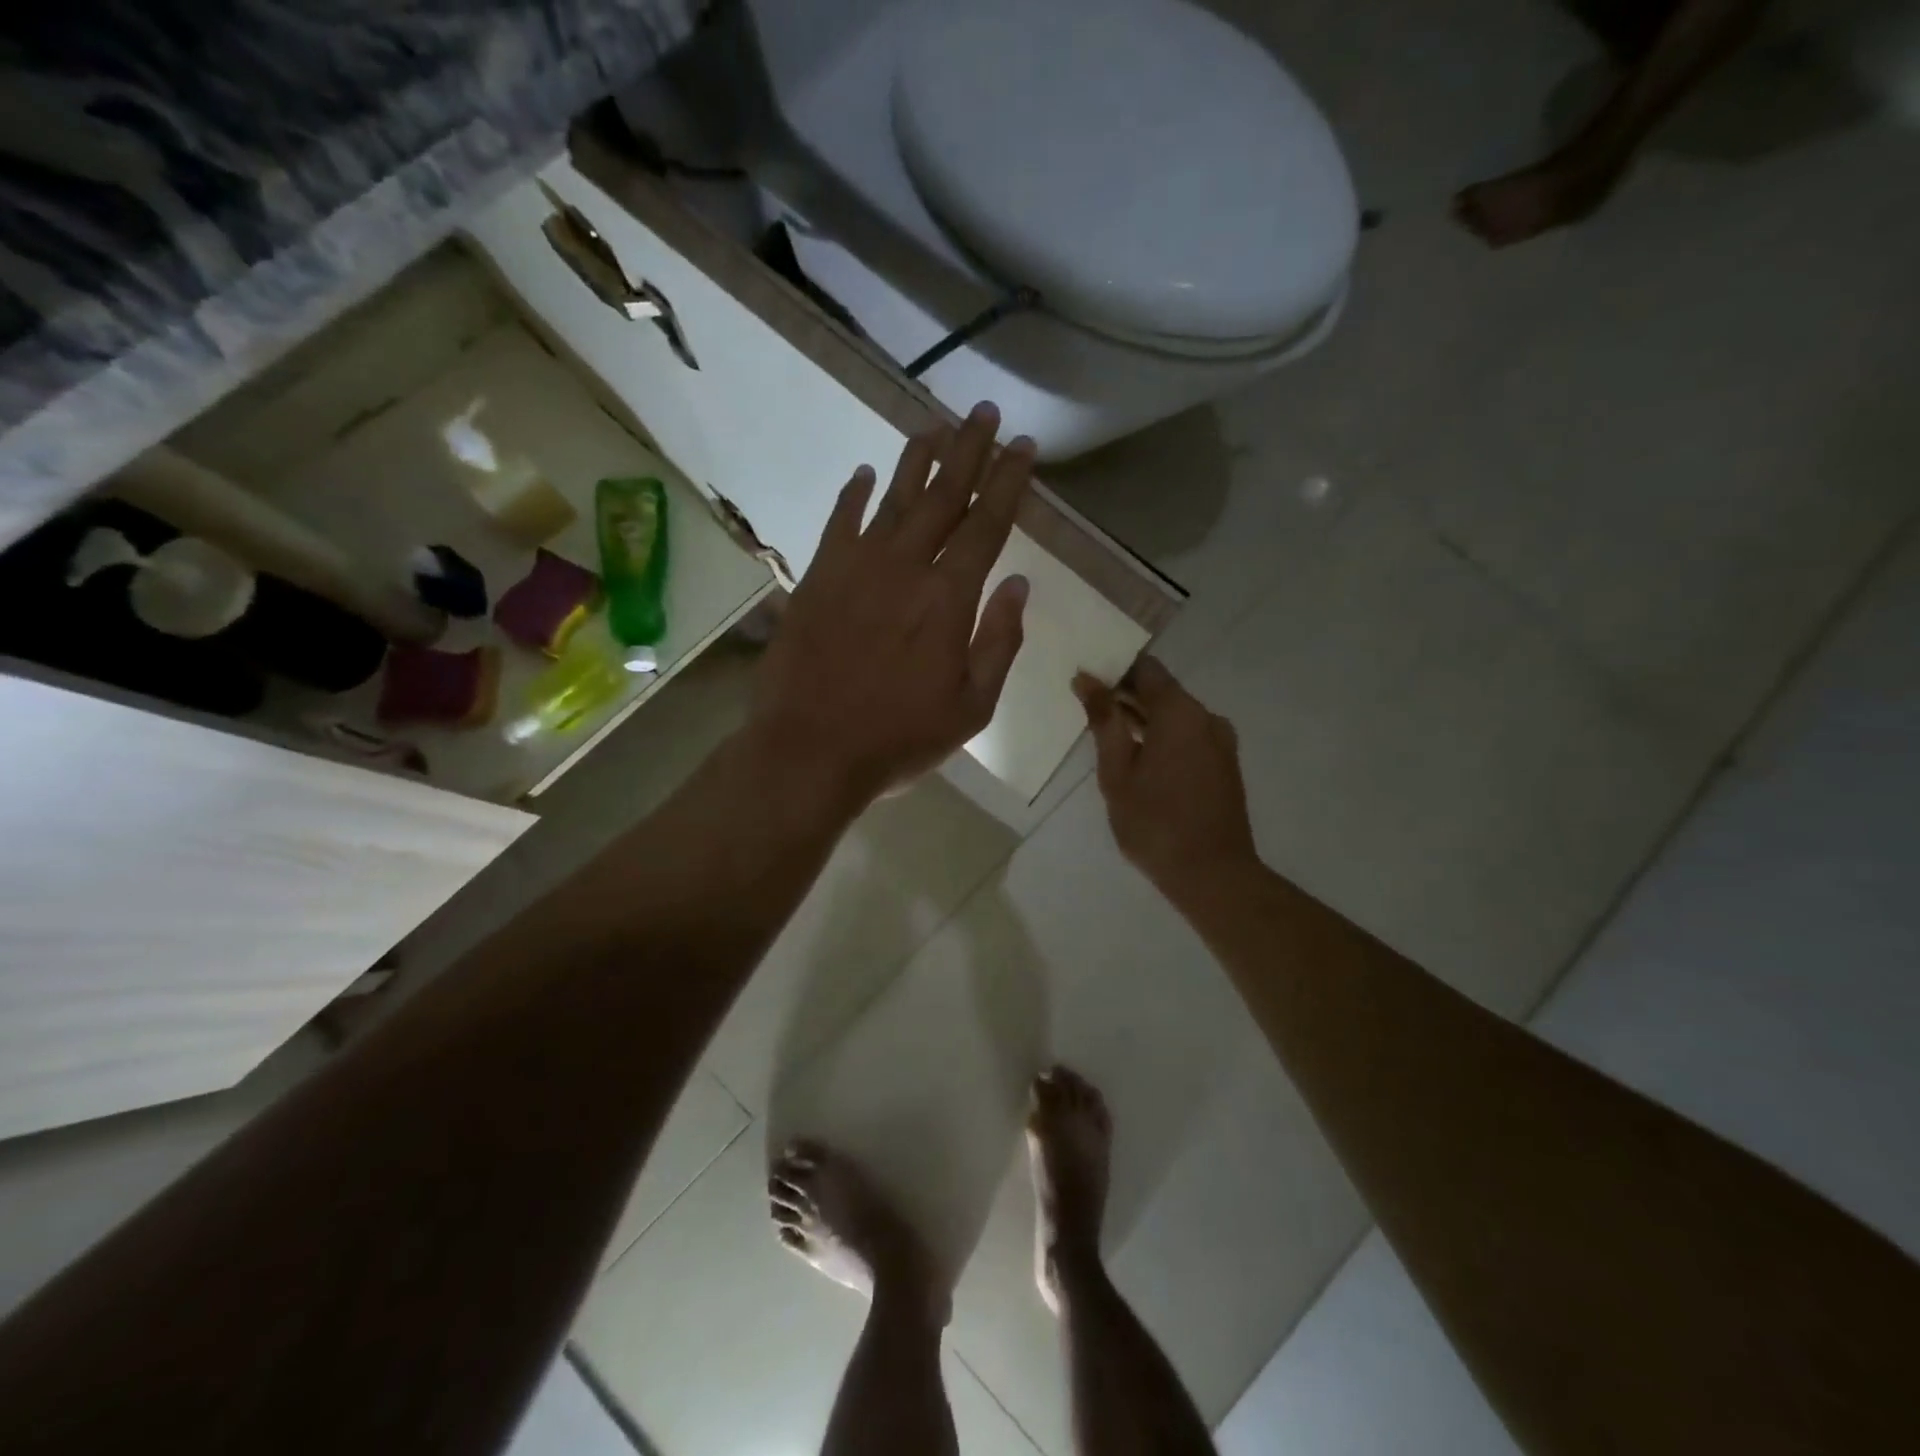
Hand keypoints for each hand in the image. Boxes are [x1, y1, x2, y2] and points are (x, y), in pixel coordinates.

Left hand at [751, 402, 1033, 811]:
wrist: (809, 751)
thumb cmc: (899, 738)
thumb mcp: (971, 707)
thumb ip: (999, 641)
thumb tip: (1020, 584)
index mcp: (948, 598)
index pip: (986, 524)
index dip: (1008, 482)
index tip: (1023, 446)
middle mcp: (904, 567)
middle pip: (942, 495)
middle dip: (968, 450)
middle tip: (984, 412)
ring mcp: (855, 568)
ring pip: (892, 499)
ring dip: (916, 460)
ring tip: (935, 425)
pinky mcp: (817, 579)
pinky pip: (839, 524)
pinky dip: (853, 495)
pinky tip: (864, 474)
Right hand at [1075, 657, 1258, 899]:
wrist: (1213, 874)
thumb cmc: (1155, 822)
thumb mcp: (1117, 772)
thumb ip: (1104, 721)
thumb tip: (1086, 679)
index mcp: (1180, 712)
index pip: (1145, 668)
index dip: (1114, 667)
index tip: (1086, 675)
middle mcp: (1206, 717)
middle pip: (1161, 690)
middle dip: (1125, 693)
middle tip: (1087, 704)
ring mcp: (1220, 741)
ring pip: (1175, 715)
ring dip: (1143, 718)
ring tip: (1106, 731)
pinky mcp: (1224, 764)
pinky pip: (1187, 735)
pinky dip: (1161, 736)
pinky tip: (1136, 755)